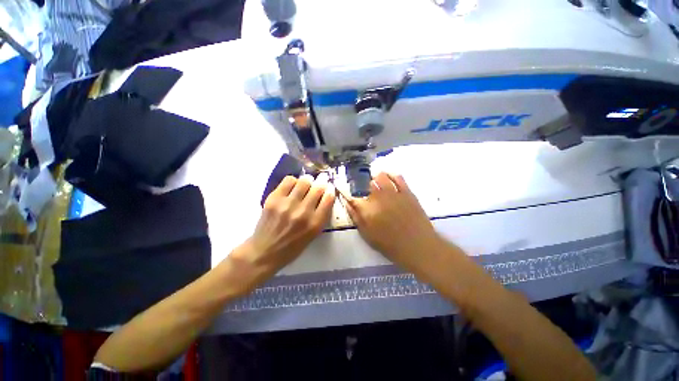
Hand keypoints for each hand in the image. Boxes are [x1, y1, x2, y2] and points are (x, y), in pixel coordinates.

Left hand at [232, 173, 334, 285]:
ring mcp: (287, 205)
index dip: (330, 191)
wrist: (265, 252)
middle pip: (318, 188)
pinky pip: (289, 180)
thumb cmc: (292, 247)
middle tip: (317, 187)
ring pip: (304, 181)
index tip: (329, 190)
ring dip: (307, 182)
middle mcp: (303, 212)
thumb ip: (321, 216)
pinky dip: (294, 181)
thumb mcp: (313, 235)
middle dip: (320, 185)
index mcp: (315, 224)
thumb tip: (325, 196)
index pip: (328, 198)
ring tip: (305, 186)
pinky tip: (293, 187)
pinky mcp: (274, 199)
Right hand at [345, 173, 443, 273]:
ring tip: (375, 181)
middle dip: (362, 184)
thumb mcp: (367, 235)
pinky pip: (398, 178)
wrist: (418, 245)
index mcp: (367, 209)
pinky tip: (389, 177)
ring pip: (381, 176)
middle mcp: (379, 197)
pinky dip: (391, 175)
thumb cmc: (390, 244)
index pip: (353, 196)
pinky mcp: (407, 192)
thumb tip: (347, 203)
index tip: (345, 191)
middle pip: (366, 183)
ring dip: (375, 177)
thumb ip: (356, 217)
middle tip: (362, 189)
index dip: (347, 192)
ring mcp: (394, 193)